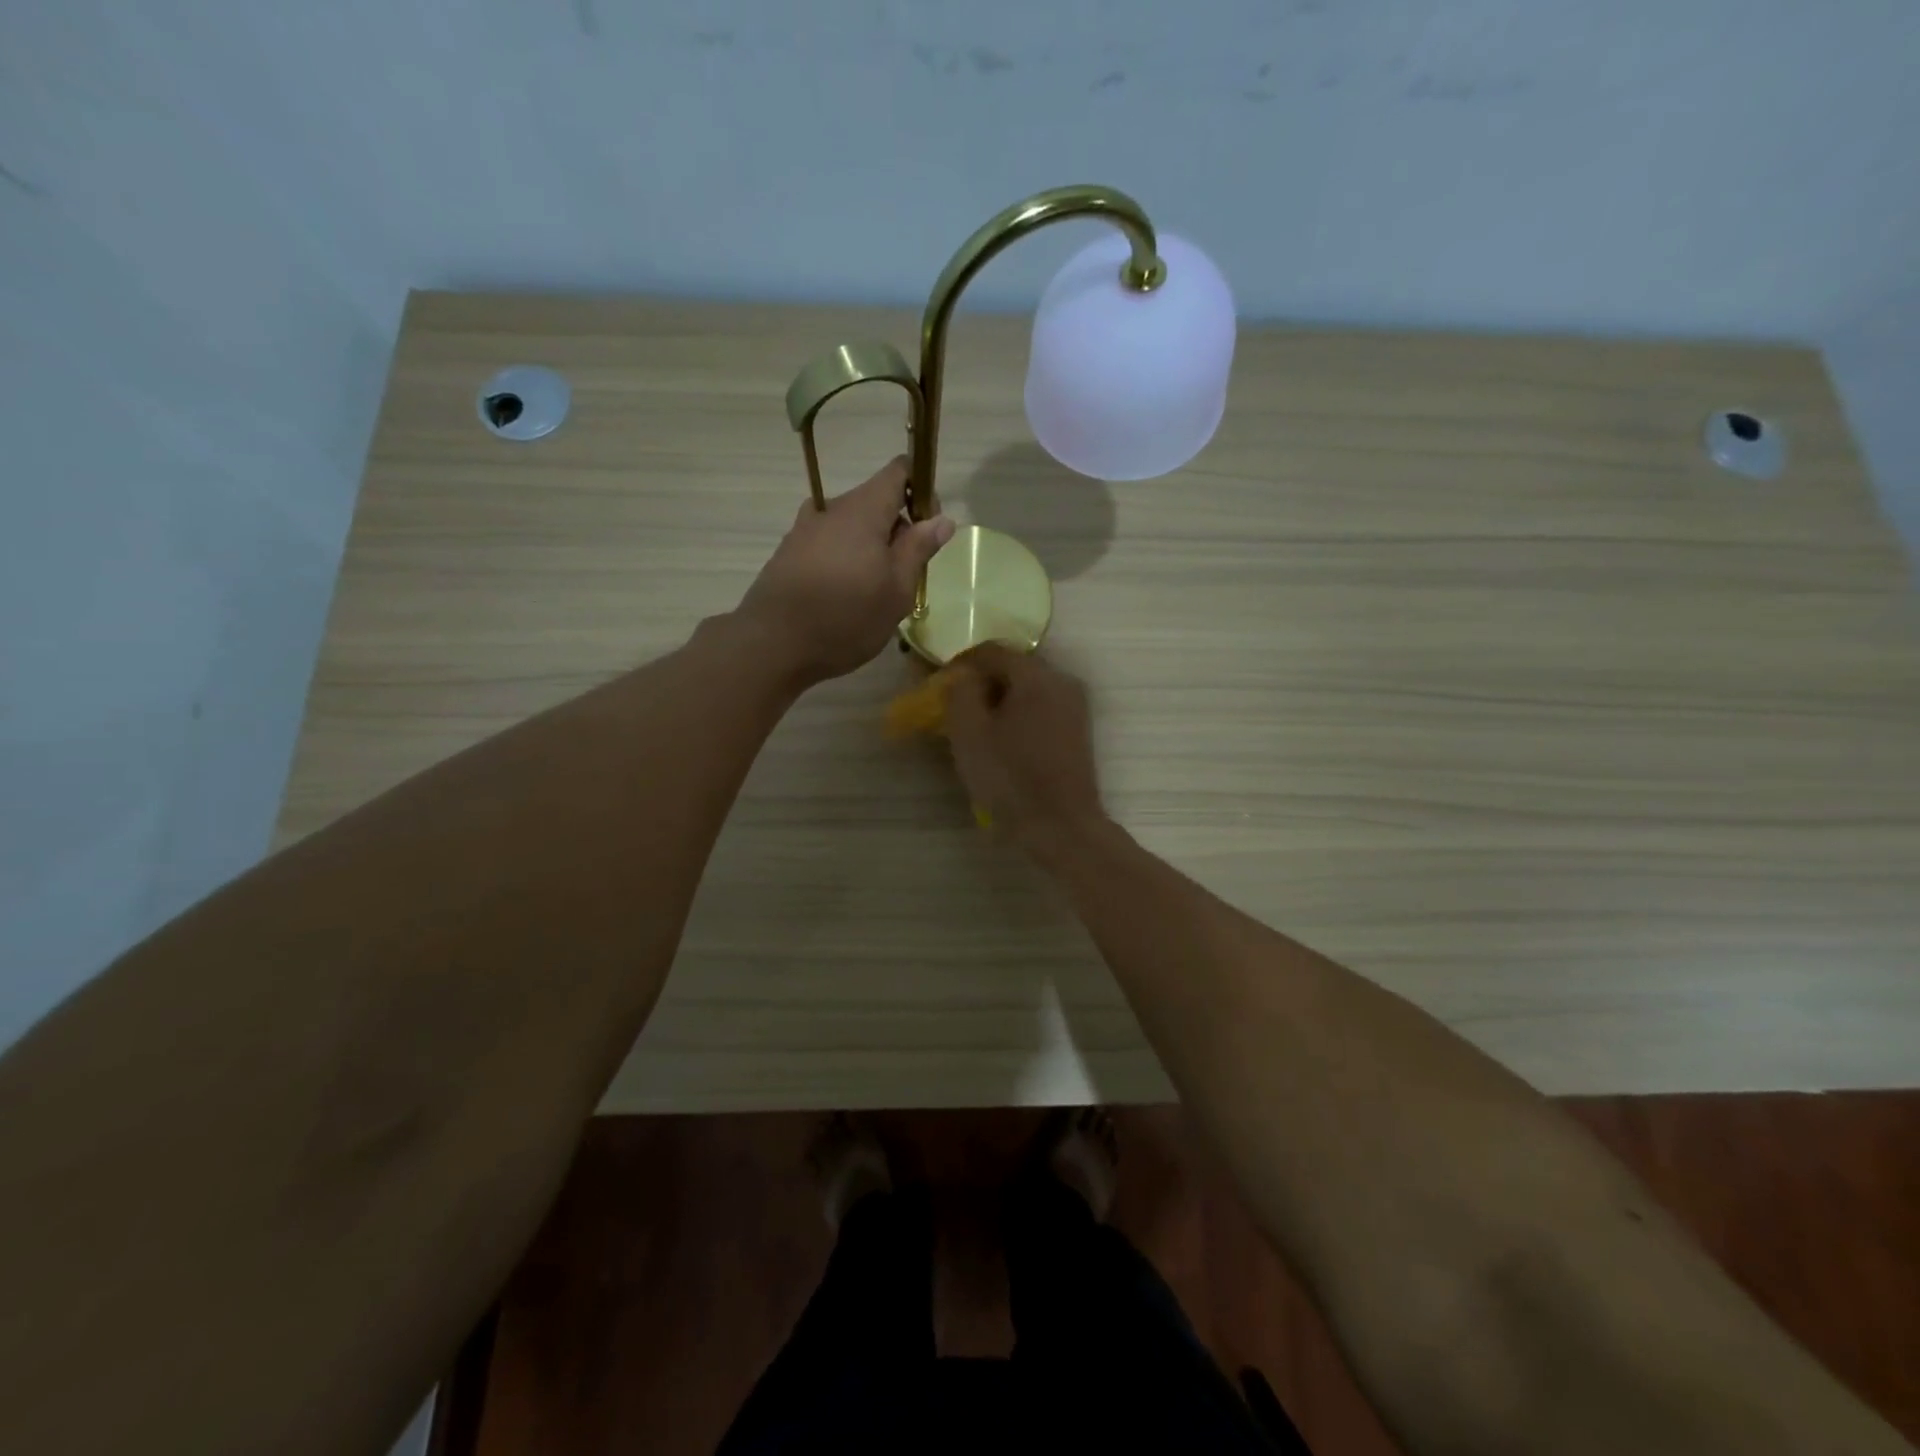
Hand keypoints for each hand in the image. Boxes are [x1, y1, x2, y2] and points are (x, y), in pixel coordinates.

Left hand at [737, 458, 954, 686]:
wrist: (773, 644)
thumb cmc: (846, 617)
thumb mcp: (897, 590)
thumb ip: (919, 549)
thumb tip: (943, 518)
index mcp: (863, 510)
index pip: (899, 471)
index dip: (921, 490)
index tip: (930, 526)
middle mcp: (831, 509)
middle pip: (875, 501)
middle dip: (897, 528)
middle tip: (907, 574)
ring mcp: (805, 529)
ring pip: (851, 525)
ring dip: (871, 547)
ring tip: (876, 590)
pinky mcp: (789, 552)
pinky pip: (829, 543)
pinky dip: (846, 558)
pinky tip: (846, 595)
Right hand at [944, 645, 1107, 854]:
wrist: (1062, 826)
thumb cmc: (1011, 778)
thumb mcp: (970, 734)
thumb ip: (960, 692)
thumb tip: (963, 676)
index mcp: (1037, 676)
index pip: (992, 650)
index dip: (961, 663)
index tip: (940, 685)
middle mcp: (1062, 681)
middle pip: (1013, 666)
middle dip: (981, 681)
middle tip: (955, 706)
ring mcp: (1075, 706)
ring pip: (1028, 688)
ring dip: (1000, 699)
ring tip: (976, 725)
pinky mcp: (1078, 729)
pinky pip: (1041, 706)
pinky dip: (1018, 713)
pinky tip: (1003, 739)